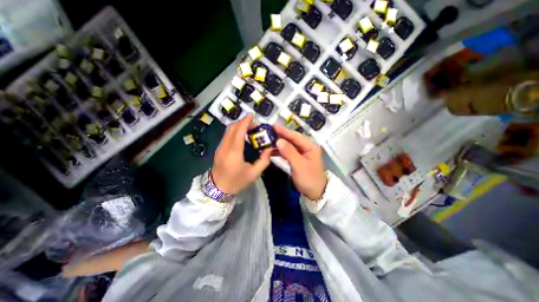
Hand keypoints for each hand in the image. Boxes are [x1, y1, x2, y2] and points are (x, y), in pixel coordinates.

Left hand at [210, 113, 268, 195]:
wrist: (217, 189)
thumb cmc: (236, 182)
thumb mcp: (254, 174)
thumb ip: (264, 160)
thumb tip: (269, 148)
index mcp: (234, 152)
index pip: (239, 131)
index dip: (245, 121)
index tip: (252, 115)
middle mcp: (225, 147)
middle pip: (232, 128)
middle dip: (243, 122)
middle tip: (254, 125)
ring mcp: (220, 148)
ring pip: (228, 131)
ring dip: (238, 126)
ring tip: (249, 129)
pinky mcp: (219, 150)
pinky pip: (226, 136)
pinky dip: (234, 131)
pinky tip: (241, 136)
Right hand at [275, 123, 325, 198]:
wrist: (315, 193)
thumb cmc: (309, 179)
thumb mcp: (299, 165)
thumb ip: (289, 152)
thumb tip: (278, 140)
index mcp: (310, 146)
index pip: (295, 136)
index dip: (284, 131)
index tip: (273, 126)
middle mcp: (306, 147)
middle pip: (292, 140)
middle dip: (280, 136)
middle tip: (268, 132)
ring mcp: (301, 153)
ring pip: (289, 146)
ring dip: (279, 144)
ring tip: (267, 141)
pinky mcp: (297, 159)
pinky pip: (287, 153)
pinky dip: (280, 152)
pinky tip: (272, 151)